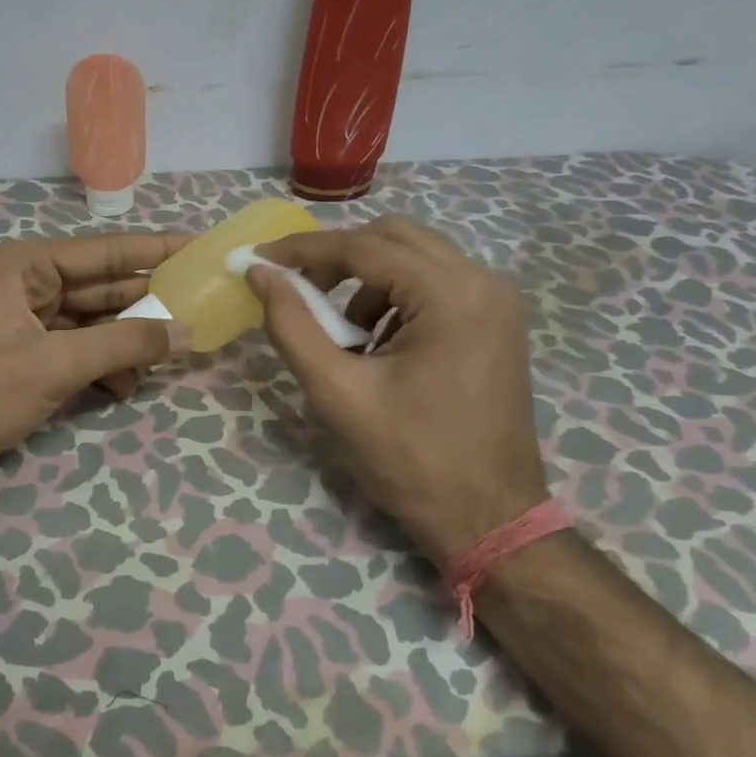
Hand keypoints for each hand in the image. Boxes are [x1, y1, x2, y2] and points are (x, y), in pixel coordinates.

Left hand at [0, 231, 191, 505]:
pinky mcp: (25, 357)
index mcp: (26, 266)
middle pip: (102, 288)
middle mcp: (27, 285)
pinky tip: (126, 387)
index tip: (199, 247)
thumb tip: (186, 333)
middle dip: (147, 302)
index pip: (105, 251)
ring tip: (169, 356)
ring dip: (127, 342)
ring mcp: (25, 323)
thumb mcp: (56, 365)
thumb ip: (125, 345)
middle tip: (199, 307)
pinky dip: (103, 366)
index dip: (155, 250)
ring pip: (93, 323)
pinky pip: (77, 351)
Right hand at [247, 216, 548, 560]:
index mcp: (451, 295)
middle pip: (393, 237)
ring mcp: (497, 300)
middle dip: (337, 258)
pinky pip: (434, 282)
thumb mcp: (337, 393)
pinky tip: (378, 345)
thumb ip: (292, 325)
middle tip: (297, 290)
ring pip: (414, 256)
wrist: (490, 519)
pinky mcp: (497, 320)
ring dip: (367, 280)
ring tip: (343, 334)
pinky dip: (395, 297)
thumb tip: (260, 274)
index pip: (363, 247)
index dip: (303, 249)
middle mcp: (483, 282)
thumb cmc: (411, 460)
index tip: (259, 260)